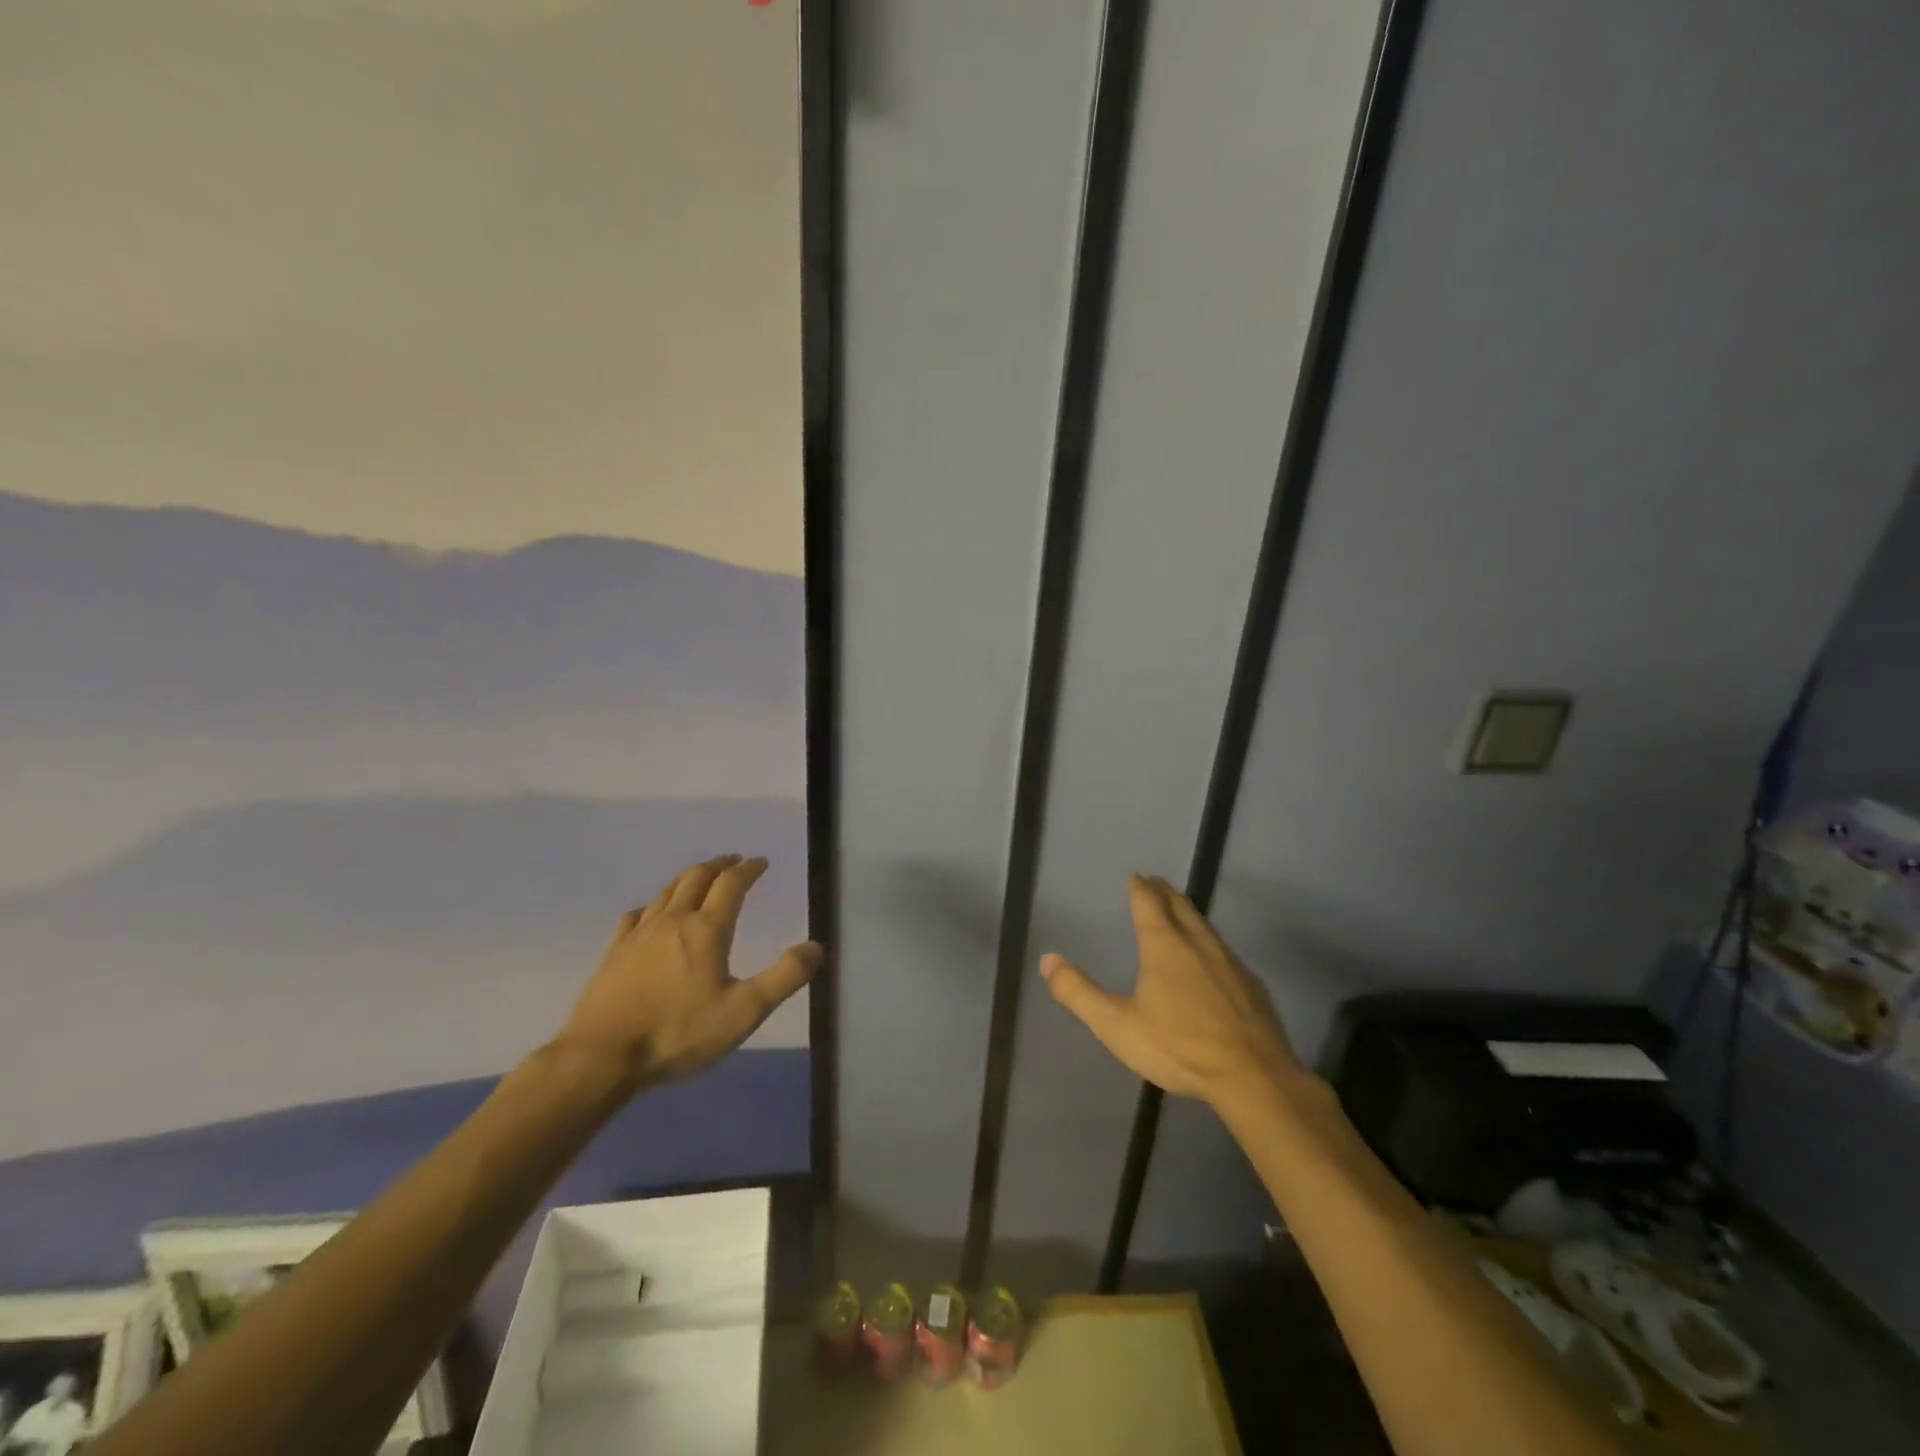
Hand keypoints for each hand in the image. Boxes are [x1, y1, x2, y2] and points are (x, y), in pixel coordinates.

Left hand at [555, 854, 821, 1089]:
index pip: (732, 884)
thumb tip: (816, 947)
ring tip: (699, 878)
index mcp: (707, 929)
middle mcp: (673, 921)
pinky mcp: (614, 952)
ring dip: (688, 878)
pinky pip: (635, 916)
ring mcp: (639, 935)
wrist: (601, 1057)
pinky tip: (650, 913)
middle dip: (718, 865)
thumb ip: (784, 977)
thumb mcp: (744, 1012)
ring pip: (666, 892)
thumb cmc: (678, 1033)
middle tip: (733, 861)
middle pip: (696, 878)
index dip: (749, 869)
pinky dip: (652, 905)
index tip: (761, 862)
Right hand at [1041, 875, 1301, 1104]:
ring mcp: (1230, 962)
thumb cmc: (1179, 1047)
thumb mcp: (1117, 1025)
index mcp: (1164, 946)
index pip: (1148, 903)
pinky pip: (1225, 951)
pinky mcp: (1252, 985)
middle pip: (1180, 906)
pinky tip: (1212, 961)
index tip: (1134, 877)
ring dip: (1189, 913)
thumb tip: (1048, 960)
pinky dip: (1210, 943)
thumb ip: (1079, 993)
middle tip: (1155, 883)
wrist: (1253, 1076)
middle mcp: (1198, 943)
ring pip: (1205, 926)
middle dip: (1164, 892)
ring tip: (1180, 912)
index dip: (1139, 887)